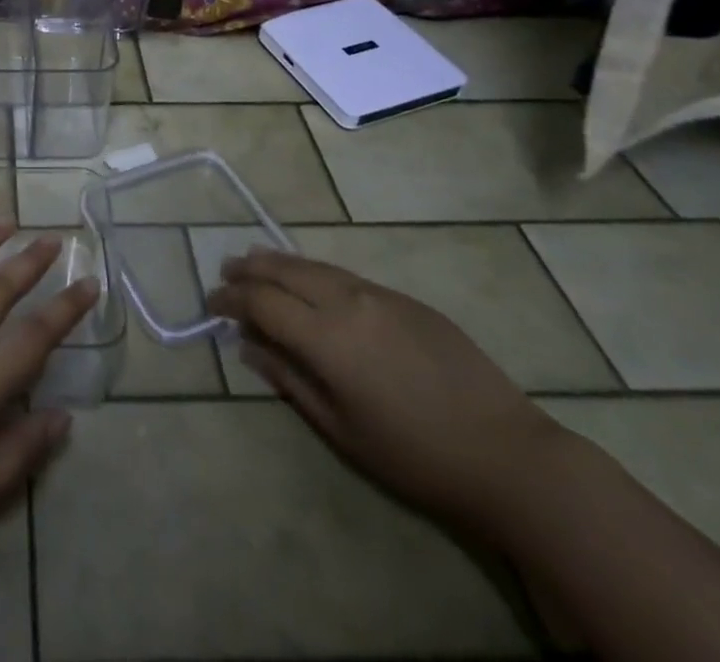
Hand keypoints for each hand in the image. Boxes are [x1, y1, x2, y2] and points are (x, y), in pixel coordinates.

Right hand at [208, 247, 562, 536]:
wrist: (508, 455)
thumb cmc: (416, 457)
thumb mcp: (342, 429)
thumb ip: (290, 380)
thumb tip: (250, 348)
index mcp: (327, 337)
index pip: (262, 302)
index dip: (231, 299)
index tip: (211, 304)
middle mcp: (347, 301)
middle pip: (284, 270)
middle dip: (249, 270)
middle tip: (226, 273)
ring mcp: (379, 294)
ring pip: (315, 265)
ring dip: (279, 263)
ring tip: (256, 263)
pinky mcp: (405, 299)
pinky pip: (345, 275)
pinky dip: (314, 272)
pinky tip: (311, 282)